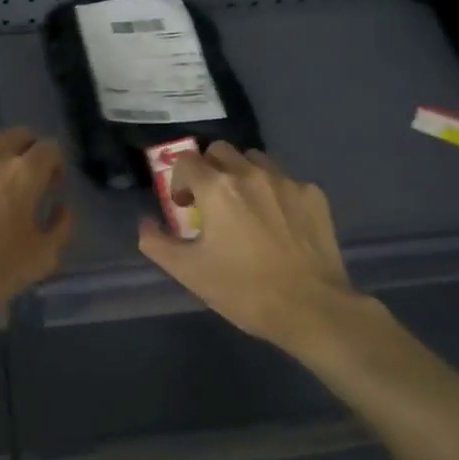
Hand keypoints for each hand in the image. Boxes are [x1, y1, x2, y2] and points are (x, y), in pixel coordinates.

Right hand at [138, 143, 395, 360]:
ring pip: (254, 160)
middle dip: (209, 170)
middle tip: (210, 201)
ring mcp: (286, 181)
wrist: (312, 309)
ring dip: (241, 174)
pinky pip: (285, 180)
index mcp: (216, 188)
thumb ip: (157, 243)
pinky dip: (273, 192)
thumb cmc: (243, 290)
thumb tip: (144, 223)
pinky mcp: (314, 195)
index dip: (179, 181)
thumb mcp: (188, 272)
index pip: (186, 161)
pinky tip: (278, 222)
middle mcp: (250, 173)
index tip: (184, 207)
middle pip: (220, 151)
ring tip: (245, 205)